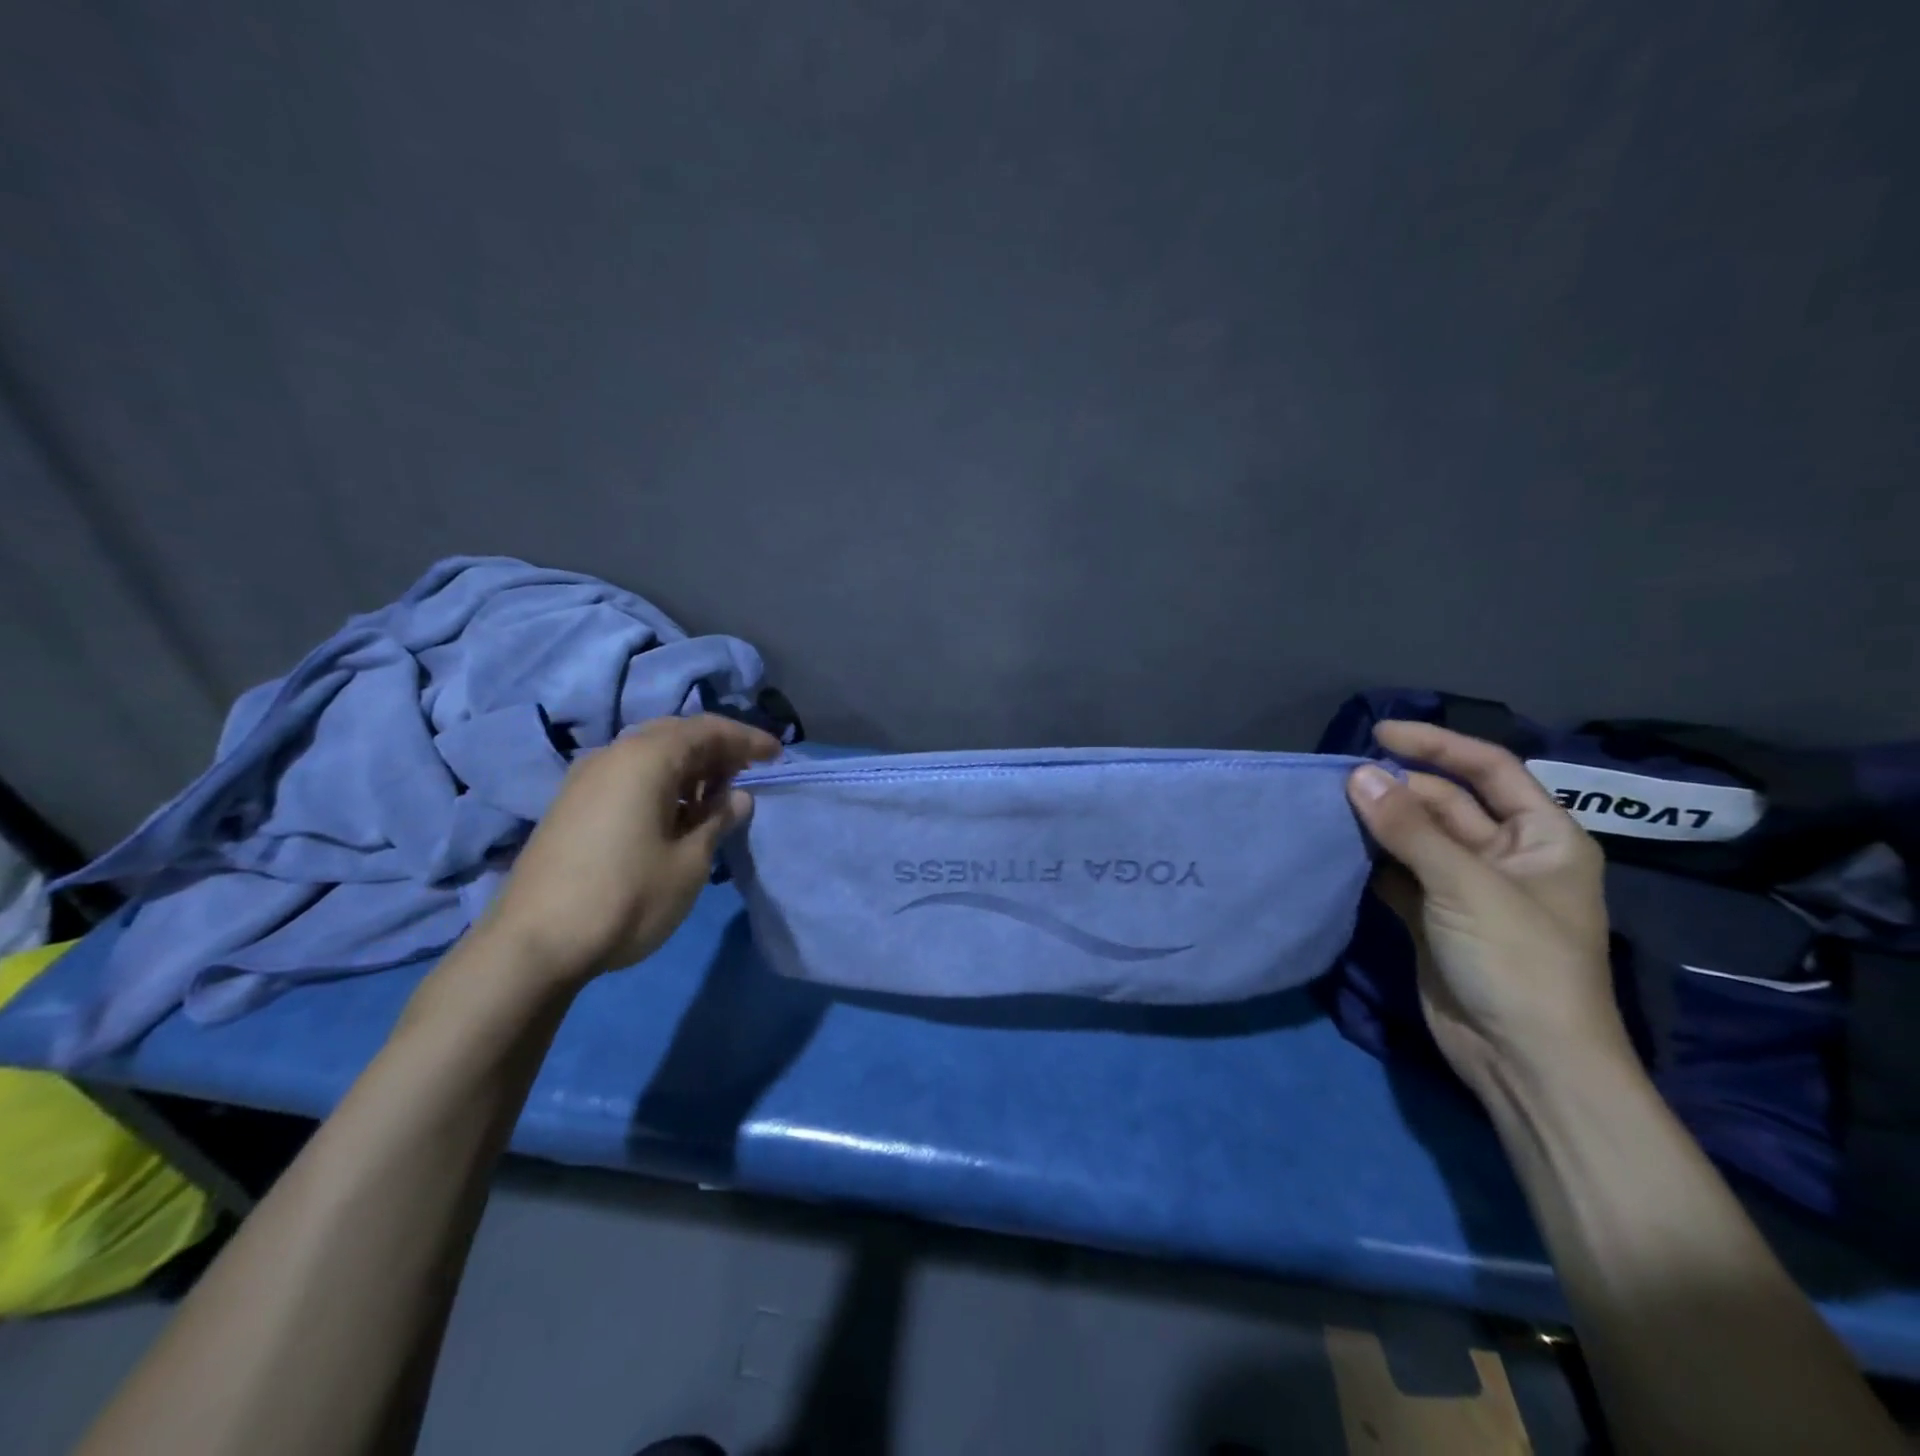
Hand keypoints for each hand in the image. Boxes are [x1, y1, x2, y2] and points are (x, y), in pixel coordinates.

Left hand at [481, 714, 780, 982]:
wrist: (533, 944)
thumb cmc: (626, 897)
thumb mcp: (690, 862)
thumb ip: (719, 820)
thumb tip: (737, 798)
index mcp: (646, 758)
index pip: (708, 730)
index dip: (747, 740)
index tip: (778, 755)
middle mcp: (613, 755)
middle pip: (676, 735)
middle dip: (717, 749)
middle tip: (748, 774)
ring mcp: (586, 779)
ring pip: (649, 755)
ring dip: (688, 768)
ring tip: (716, 797)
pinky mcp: (571, 805)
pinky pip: (628, 776)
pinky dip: (661, 783)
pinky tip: (675, 815)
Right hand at [1345, 721, 1627, 1097]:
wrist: (1524, 1062)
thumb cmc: (1519, 963)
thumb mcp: (1466, 886)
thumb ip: (1408, 828)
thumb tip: (1355, 775)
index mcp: (1542, 837)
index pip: (1489, 770)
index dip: (1437, 745)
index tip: (1379, 732)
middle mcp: (1505, 855)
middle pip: (1445, 803)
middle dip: (1397, 788)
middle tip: (1339, 781)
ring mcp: (1465, 888)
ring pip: (1415, 838)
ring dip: (1378, 823)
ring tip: (1328, 805)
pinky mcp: (1433, 917)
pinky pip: (1396, 873)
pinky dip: (1369, 860)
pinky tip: (1336, 847)